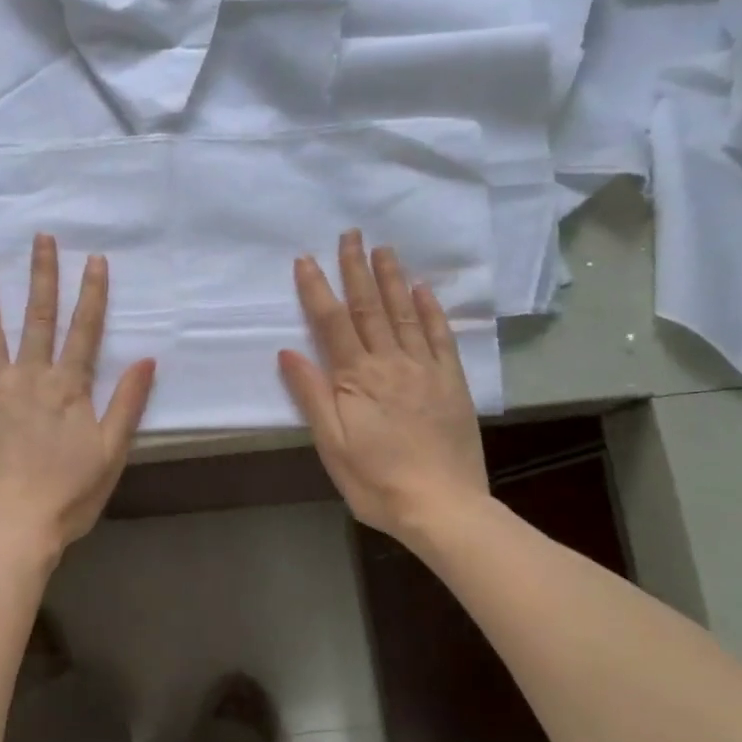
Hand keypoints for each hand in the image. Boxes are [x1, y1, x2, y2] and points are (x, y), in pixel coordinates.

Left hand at [0, 234, 155, 557]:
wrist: (15, 525)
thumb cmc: (69, 494)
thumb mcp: (112, 452)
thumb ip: (127, 403)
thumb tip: (146, 359)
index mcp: (69, 387)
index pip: (85, 330)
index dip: (91, 294)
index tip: (93, 259)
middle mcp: (31, 376)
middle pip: (39, 318)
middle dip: (42, 276)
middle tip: (40, 238)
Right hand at [279, 230, 491, 548]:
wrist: (442, 507)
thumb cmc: (375, 481)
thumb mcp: (331, 445)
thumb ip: (311, 395)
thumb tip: (288, 352)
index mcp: (356, 378)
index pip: (331, 322)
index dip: (317, 289)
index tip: (306, 259)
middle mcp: (391, 363)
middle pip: (369, 308)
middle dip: (356, 269)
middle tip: (351, 234)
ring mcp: (425, 369)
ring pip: (405, 314)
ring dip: (392, 279)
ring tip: (383, 249)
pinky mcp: (452, 382)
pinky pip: (440, 337)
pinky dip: (431, 310)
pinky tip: (424, 290)